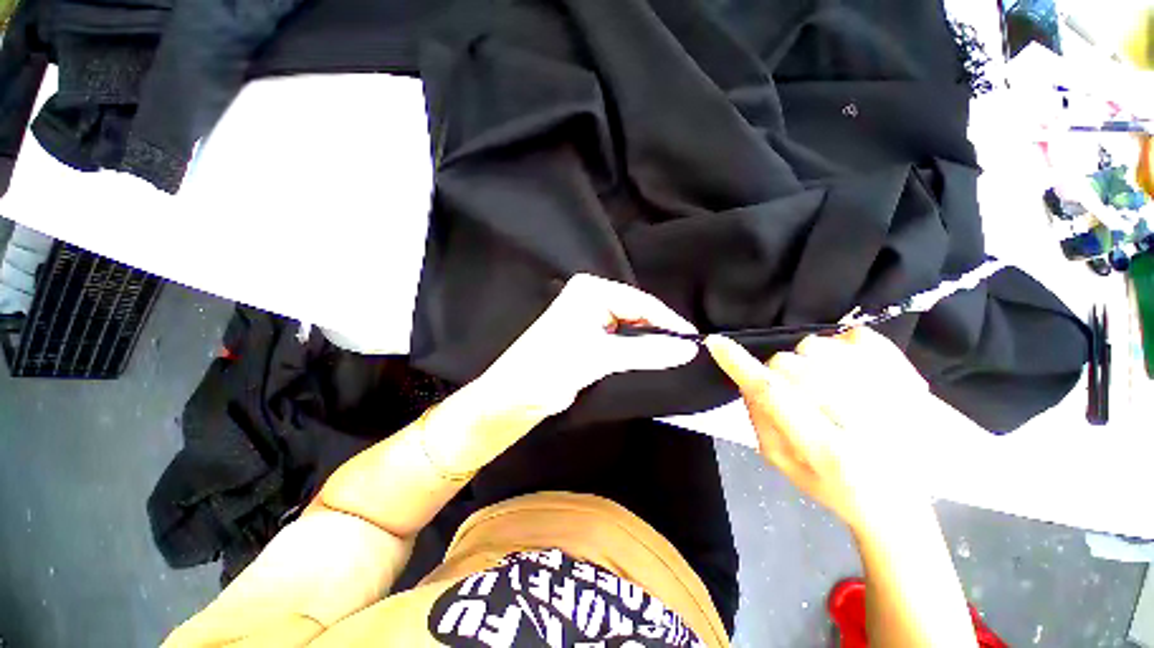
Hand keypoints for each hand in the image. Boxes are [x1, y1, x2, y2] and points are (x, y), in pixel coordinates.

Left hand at [477, 274, 698, 419]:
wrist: (514, 396)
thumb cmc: (552, 367)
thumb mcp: (601, 356)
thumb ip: (646, 351)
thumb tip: (689, 349)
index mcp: (590, 290)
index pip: (640, 302)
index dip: (668, 321)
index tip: (694, 341)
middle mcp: (590, 298)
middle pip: (636, 312)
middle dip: (659, 331)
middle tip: (687, 351)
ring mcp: (589, 317)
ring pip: (630, 327)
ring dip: (648, 342)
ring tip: (675, 356)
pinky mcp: (588, 337)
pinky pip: (620, 339)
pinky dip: (636, 350)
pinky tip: (652, 358)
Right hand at [705, 327, 933, 534]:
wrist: (899, 501)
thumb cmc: (832, 487)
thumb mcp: (782, 463)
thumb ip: (758, 418)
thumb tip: (746, 378)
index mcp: (826, 449)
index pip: (772, 394)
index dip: (740, 365)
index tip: (716, 343)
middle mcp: (863, 421)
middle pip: (790, 363)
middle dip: (779, 373)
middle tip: (793, 393)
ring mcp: (893, 396)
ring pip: (819, 345)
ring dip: (808, 360)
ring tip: (823, 384)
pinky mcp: (909, 379)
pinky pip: (859, 336)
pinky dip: (843, 344)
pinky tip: (847, 367)